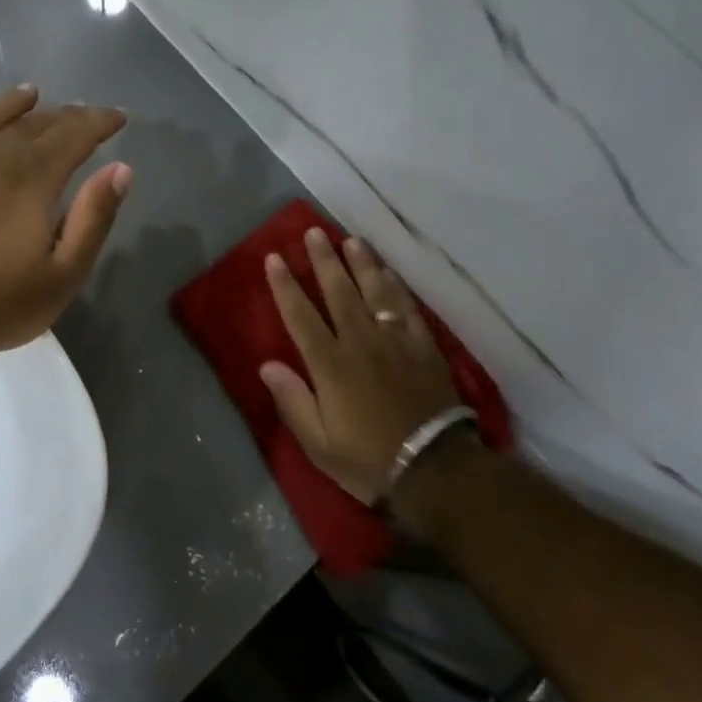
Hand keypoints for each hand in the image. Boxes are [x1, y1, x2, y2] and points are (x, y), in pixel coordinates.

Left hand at [0, 75, 130, 359]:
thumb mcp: (63, 275)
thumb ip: (94, 218)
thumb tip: (121, 168)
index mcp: (32, 178)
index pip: (74, 135)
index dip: (99, 122)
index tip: (118, 117)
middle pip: (35, 123)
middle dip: (65, 116)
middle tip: (82, 116)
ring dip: (14, 102)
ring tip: (31, 92)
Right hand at [261, 228, 466, 505]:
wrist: (435, 469)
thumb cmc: (368, 459)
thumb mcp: (319, 443)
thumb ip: (293, 401)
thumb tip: (267, 365)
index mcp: (330, 365)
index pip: (301, 315)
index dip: (285, 285)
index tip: (274, 257)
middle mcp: (360, 342)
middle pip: (338, 291)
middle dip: (323, 260)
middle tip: (313, 232)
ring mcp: (395, 340)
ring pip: (374, 291)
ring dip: (361, 263)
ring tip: (350, 240)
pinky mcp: (423, 346)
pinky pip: (407, 307)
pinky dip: (396, 286)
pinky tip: (388, 272)